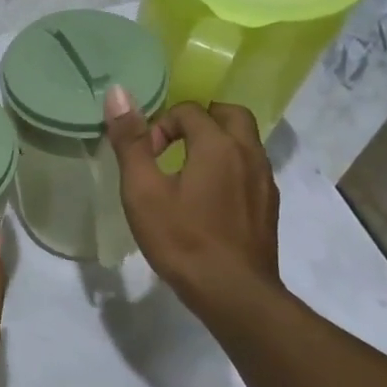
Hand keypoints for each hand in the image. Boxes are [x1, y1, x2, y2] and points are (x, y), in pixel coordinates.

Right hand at [103, 88, 282, 313]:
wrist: (233, 293)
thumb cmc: (182, 238)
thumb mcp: (143, 190)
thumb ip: (131, 141)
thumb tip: (118, 93)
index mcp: (218, 145)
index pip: (188, 110)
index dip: (160, 127)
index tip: (146, 158)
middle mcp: (249, 154)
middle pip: (228, 114)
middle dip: (197, 121)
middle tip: (171, 147)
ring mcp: (264, 181)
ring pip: (243, 141)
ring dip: (215, 143)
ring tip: (185, 173)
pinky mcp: (268, 205)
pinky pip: (249, 168)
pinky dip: (228, 168)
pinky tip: (207, 200)